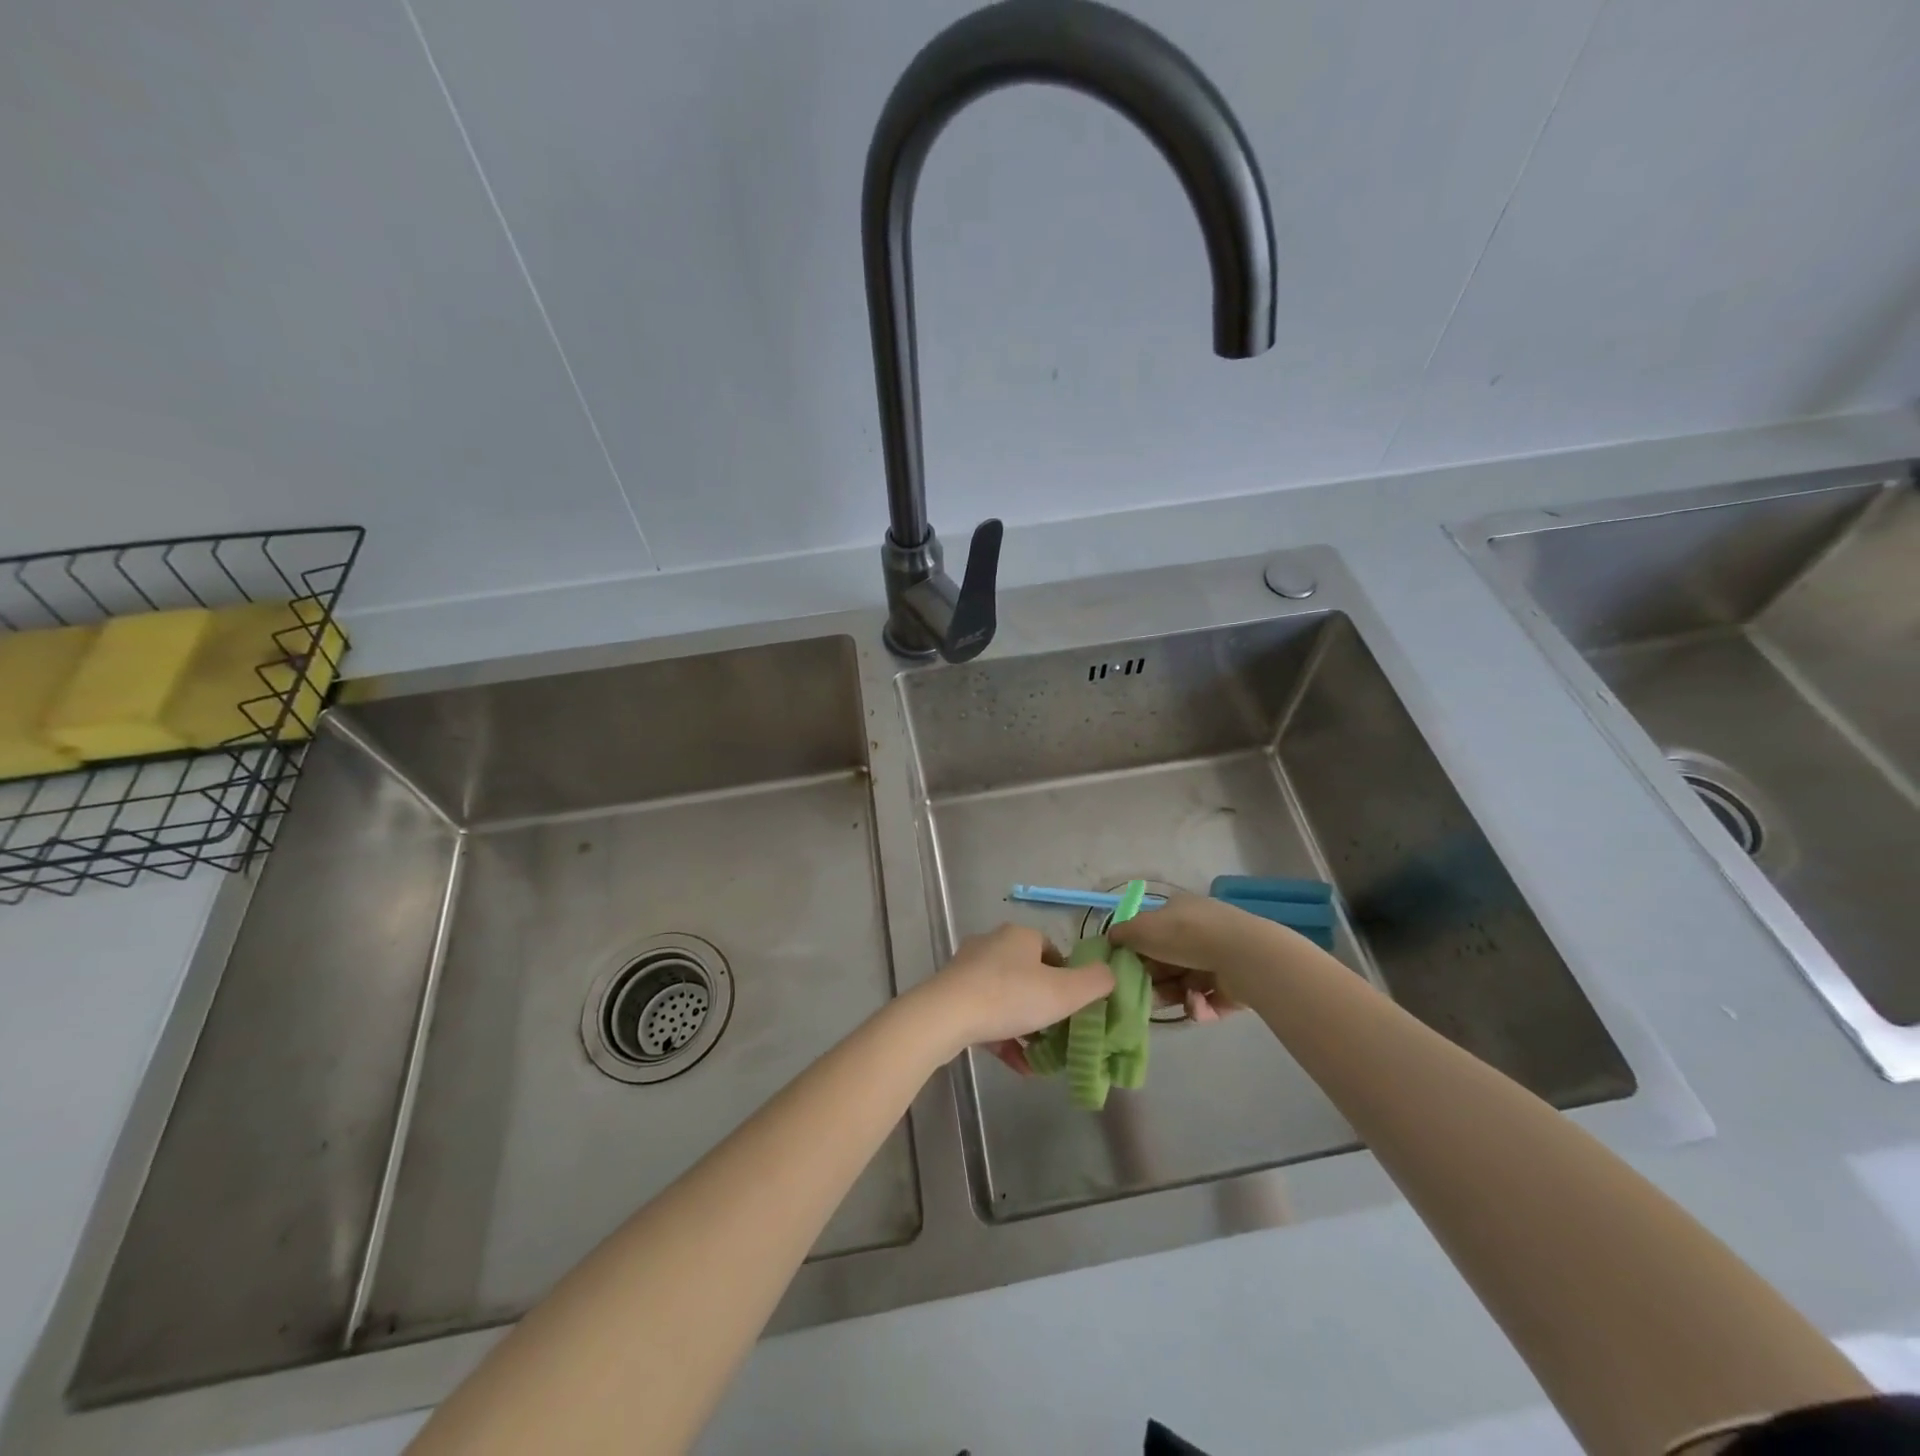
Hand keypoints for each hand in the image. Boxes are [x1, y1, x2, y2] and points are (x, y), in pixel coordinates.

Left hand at [921, 924, 1112, 1064]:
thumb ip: (1096, 982)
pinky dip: (1004, 1037)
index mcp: (1019, 936)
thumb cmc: (1011, 996)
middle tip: (1060, 1032)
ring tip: (1042, 1056)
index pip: (1052, 951)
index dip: (1068, 979)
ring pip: (1007, 997)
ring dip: (1025, 1026)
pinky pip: (986, 1015)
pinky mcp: (953, 994)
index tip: (1075, 1008)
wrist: (947, 1015)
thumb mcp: (1065, 992)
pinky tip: (1019, 1066)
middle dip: (1046, 1005)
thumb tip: (1110, 974)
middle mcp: (993, 944)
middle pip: (1029, 974)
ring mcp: (969, 969)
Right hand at [1108, 894, 1258, 1022]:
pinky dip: (1200, 1006)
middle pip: (1169, 960)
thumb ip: (1122, 934)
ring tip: (1175, 1003)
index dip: (1138, 950)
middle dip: (1156, 979)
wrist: (1241, 956)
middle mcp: (1200, 930)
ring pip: (1188, 982)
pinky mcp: (1236, 985)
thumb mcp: (1142, 928)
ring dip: (1177, 995)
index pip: (1153, 930)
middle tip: (1145, 996)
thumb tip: (1111, 939)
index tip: (1127, 970)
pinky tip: (1196, 1007)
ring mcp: (1220, 957)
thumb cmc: (1184, 936)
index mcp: (1180, 910)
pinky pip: (1209, 999)